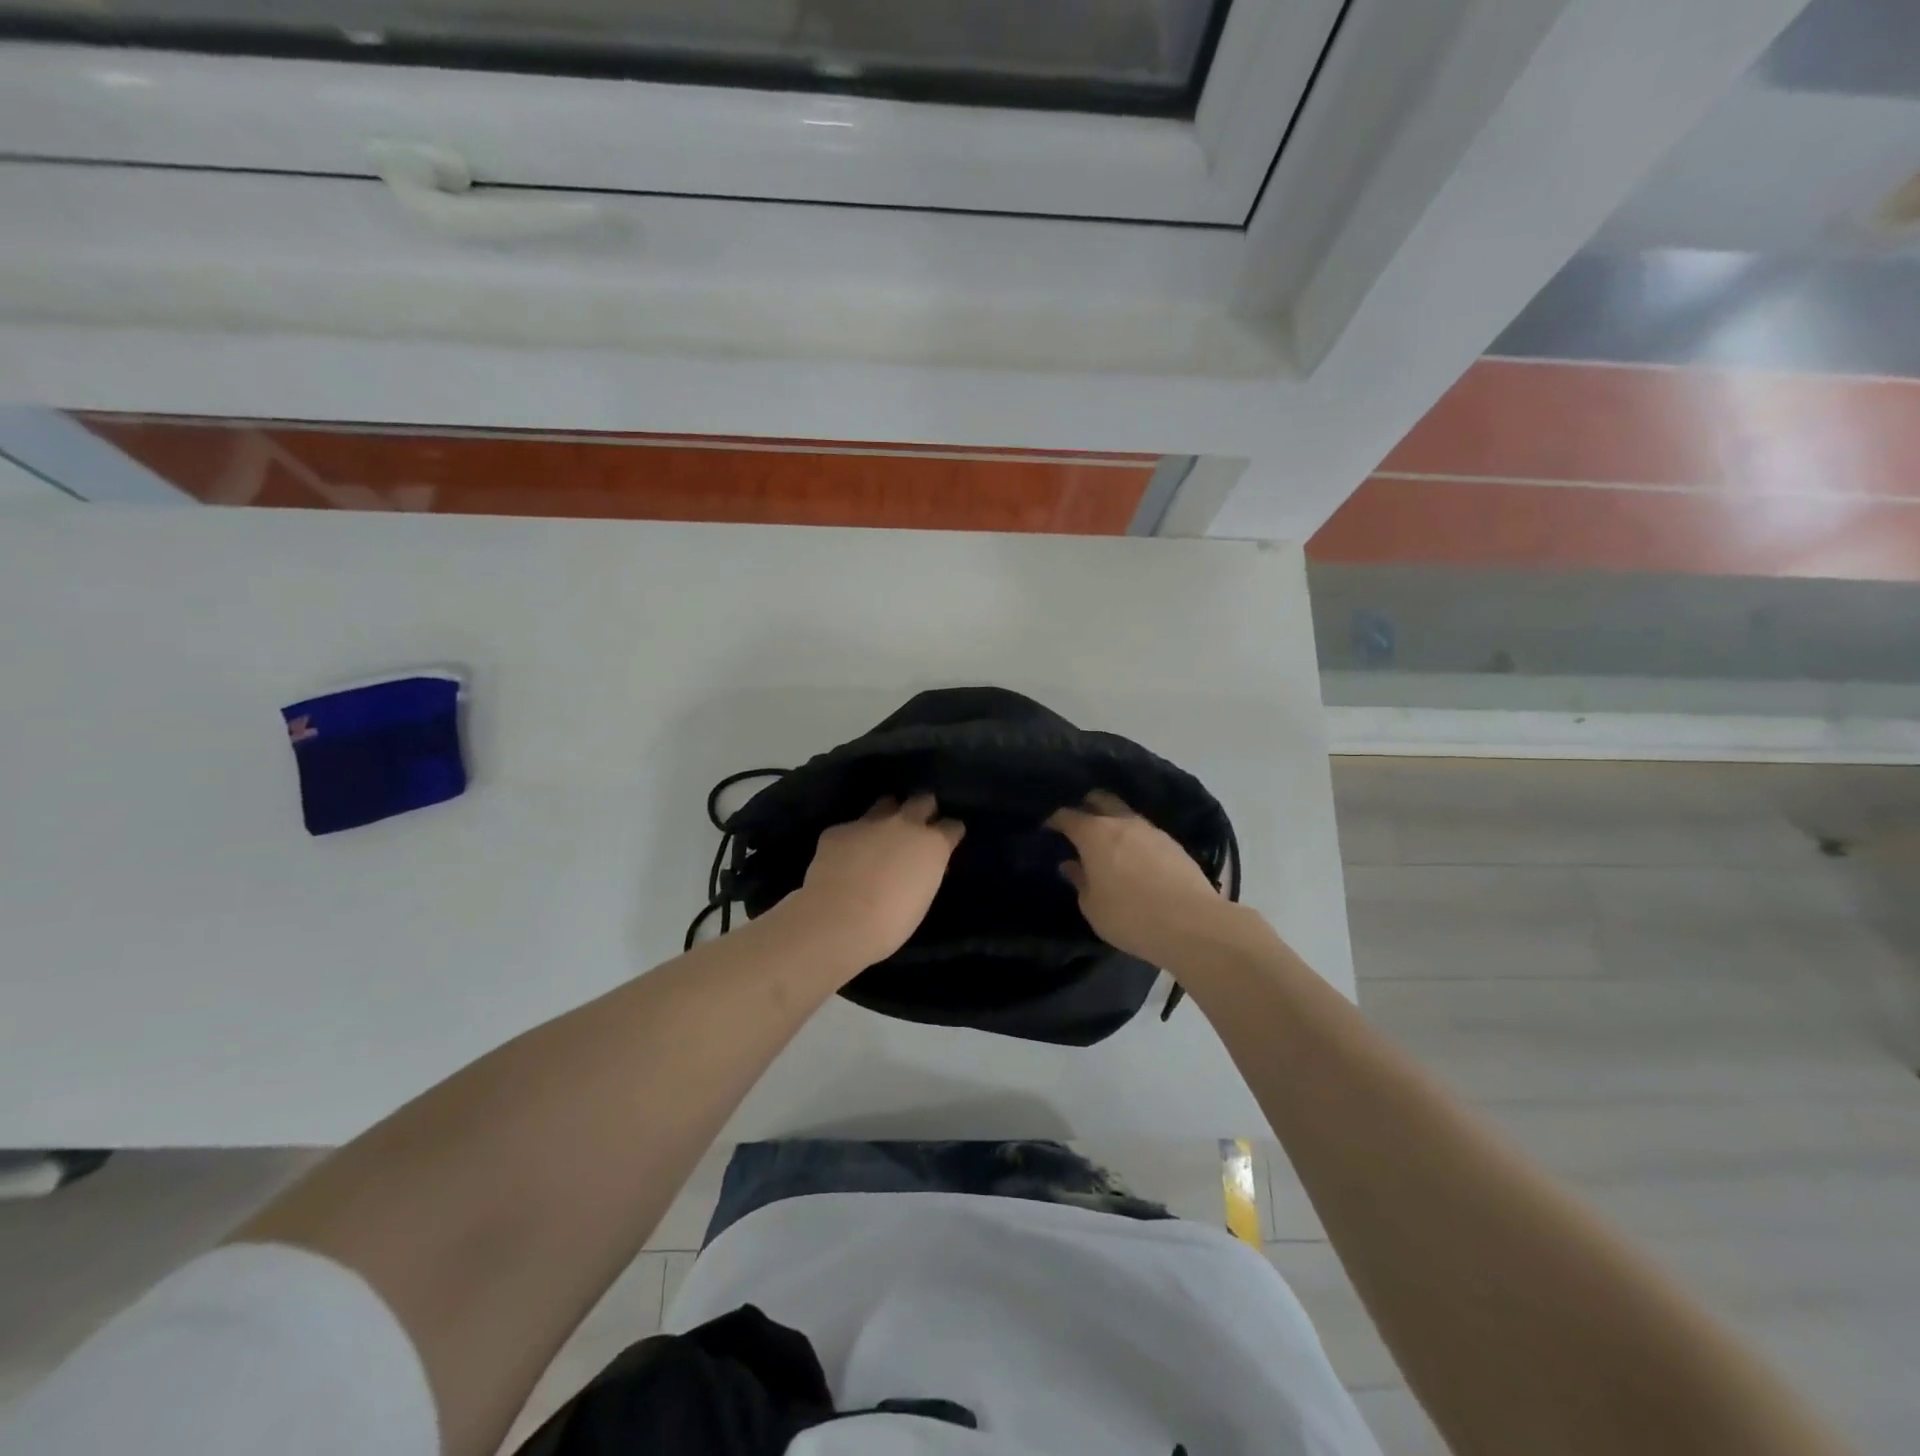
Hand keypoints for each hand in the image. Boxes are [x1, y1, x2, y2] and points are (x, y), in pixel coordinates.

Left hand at [789, 795, 963, 970]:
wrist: (839, 920)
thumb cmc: (891, 923)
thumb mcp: (922, 899)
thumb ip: (924, 873)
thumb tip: (920, 868)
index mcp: (932, 844)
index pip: (952, 826)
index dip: (950, 833)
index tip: (947, 841)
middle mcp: (904, 824)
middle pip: (922, 801)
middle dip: (924, 810)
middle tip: (918, 826)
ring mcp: (869, 822)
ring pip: (885, 804)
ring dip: (888, 815)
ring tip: (881, 833)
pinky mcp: (838, 830)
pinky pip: (850, 829)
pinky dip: (852, 840)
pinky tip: (844, 858)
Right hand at [1047, 791, 1245, 966]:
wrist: (1192, 925)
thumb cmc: (1130, 917)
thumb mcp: (1093, 906)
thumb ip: (1080, 881)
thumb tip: (1072, 864)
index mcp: (1095, 834)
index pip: (1068, 815)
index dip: (1055, 820)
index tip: (1048, 829)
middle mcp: (1123, 822)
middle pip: (1100, 799)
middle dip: (1086, 806)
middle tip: (1078, 825)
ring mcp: (1152, 830)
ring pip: (1126, 815)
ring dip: (1113, 823)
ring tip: (1107, 844)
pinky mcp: (1174, 844)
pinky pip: (1145, 833)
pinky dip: (1134, 839)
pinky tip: (1134, 858)